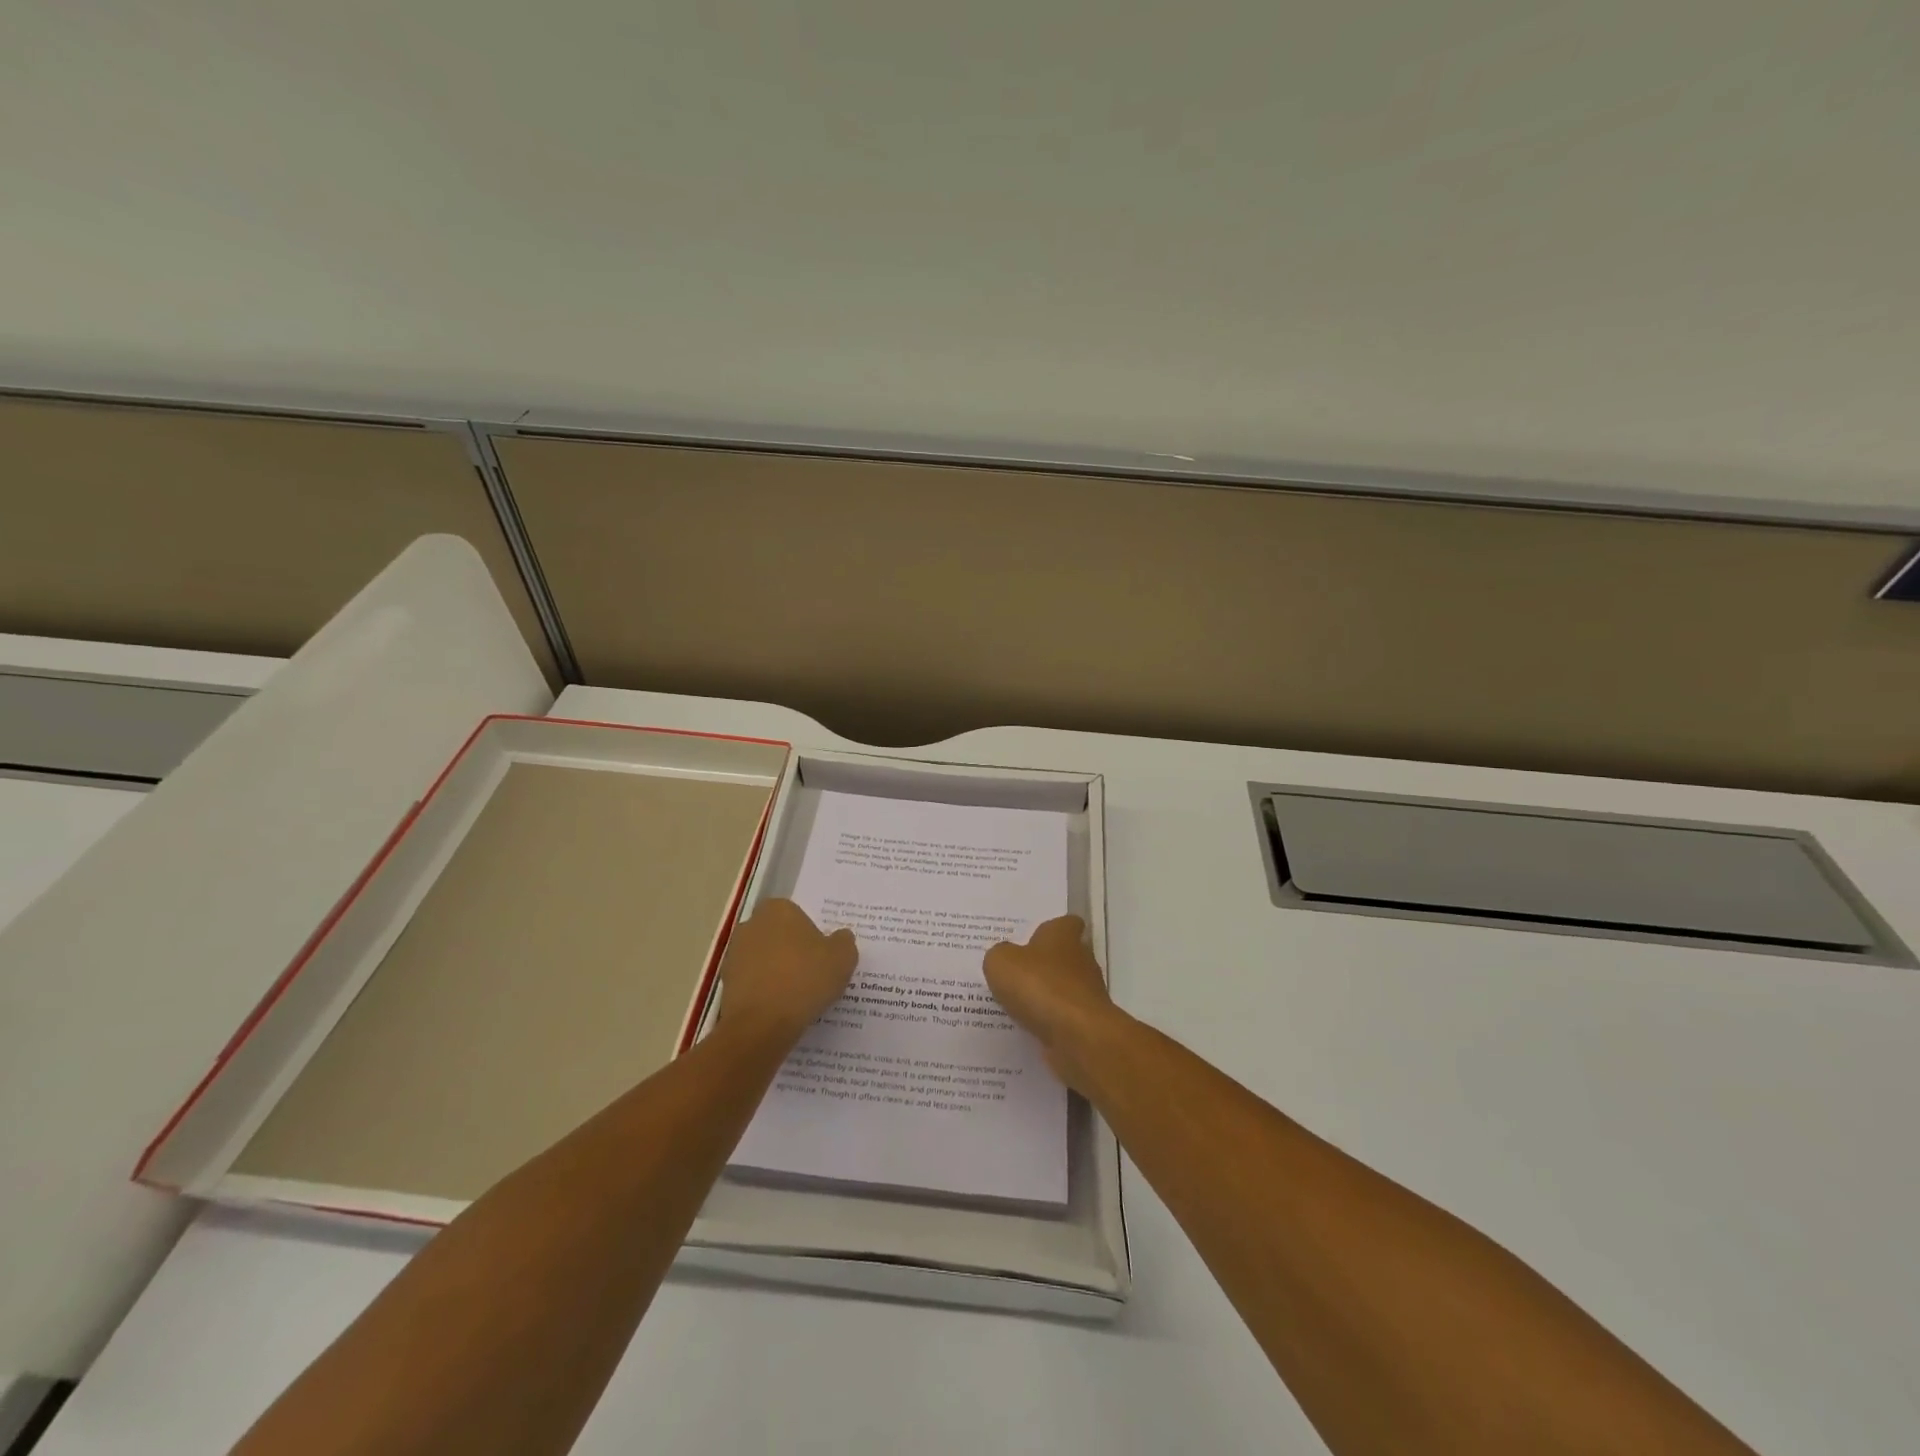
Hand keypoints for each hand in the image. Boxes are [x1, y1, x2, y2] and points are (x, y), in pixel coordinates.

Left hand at [718, 899, 856, 1040]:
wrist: (761, 1025)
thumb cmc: (805, 979)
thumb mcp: (843, 958)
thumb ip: (843, 942)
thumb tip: (840, 938)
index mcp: (778, 910)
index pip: (796, 913)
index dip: (809, 932)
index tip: (821, 954)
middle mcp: (751, 925)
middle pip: (777, 935)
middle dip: (790, 949)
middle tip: (812, 972)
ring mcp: (734, 955)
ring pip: (763, 959)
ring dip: (776, 971)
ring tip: (798, 996)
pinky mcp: (725, 984)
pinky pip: (753, 983)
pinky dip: (764, 992)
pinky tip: (780, 1010)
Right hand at [983, 916, 1121, 1090]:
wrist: (1077, 1036)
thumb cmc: (1039, 986)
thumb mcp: (1001, 962)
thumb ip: (999, 955)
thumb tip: (1003, 958)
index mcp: (1063, 935)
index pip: (1065, 923)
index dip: (1050, 929)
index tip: (1030, 938)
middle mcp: (1081, 959)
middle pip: (1063, 956)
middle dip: (1042, 964)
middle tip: (1013, 972)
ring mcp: (1087, 993)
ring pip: (1062, 988)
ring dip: (1044, 995)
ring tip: (1013, 1003)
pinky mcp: (1086, 1023)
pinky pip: (1062, 1017)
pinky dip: (1048, 1021)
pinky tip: (1025, 1027)